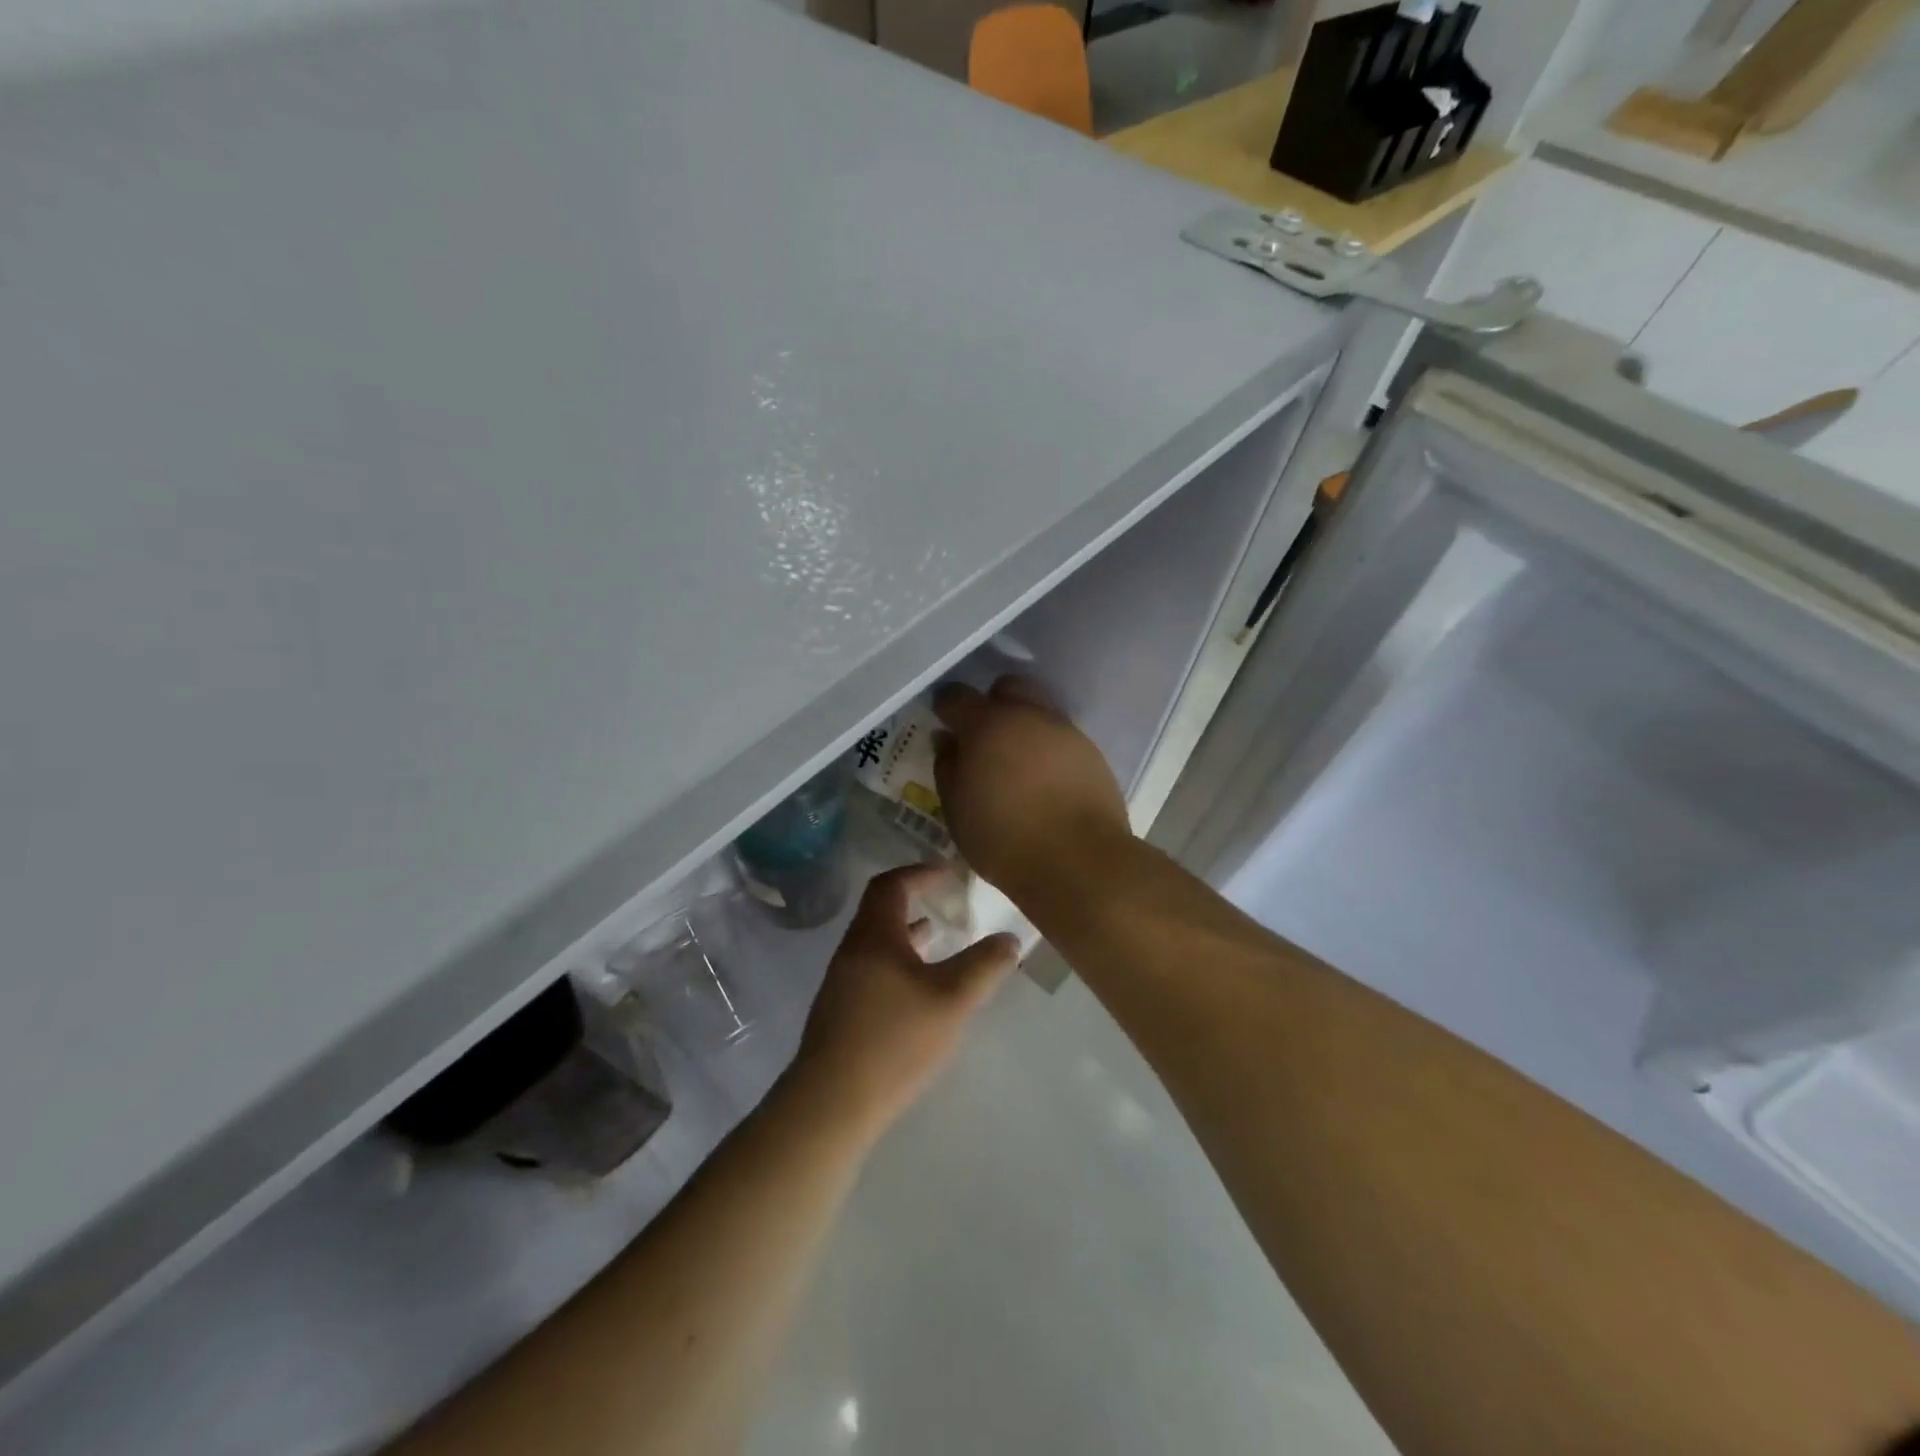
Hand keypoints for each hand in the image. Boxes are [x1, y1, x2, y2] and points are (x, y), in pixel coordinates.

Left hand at [789, 863, 1017, 1140]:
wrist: (832, 1102)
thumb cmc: (895, 1040)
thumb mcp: (952, 1000)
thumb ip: (984, 966)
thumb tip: (1010, 938)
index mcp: (874, 935)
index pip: (892, 884)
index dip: (920, 872)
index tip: (949, 873)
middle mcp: (853, 949)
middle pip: (881, 909)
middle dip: (915, 900)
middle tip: (947, 902)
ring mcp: (843, 980)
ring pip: (877, 941)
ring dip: (907, 933)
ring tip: (939, 937)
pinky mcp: (841, 1010)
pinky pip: (873, 966)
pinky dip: (899, 960)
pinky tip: (919, 987)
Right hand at [931, 677, 1131, 903]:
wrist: (1079, 861)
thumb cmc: (1004, 839)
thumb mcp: (957, 809)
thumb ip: (947, 767)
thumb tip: (947, 740)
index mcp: (987, 724)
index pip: (956, 696)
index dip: (945, 706)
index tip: (942, 721)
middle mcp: (1028, 715)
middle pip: (1007, 687)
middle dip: (992, 703)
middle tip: (983, 737)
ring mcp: (1064, 731)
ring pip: (1038, 709)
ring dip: (1023, 724)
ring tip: (1016, 761)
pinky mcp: (1091, 752)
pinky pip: (1061, 736)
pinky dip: (1047, 747)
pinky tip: (1044, 779)